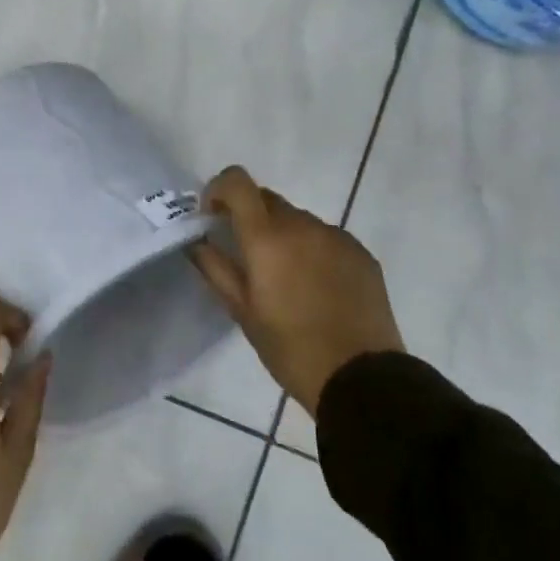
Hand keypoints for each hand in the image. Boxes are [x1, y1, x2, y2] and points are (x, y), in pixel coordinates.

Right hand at [192, 166, 403, 417]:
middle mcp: (302, 225)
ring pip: (298, 219)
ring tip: (286, 280)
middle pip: (267, 199)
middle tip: (247, 255)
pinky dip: (312, 250)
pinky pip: (326, 238)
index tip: (214, 216)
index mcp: (267, 237)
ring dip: (283, 235)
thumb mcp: (243, 312)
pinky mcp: (361, 252)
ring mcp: (336, 236)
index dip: (219, 189)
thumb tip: (197, 241)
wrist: (362, 378)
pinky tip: (317, 288)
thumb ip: (216, 268)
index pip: (237, 182)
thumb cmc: (291, 349)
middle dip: (250, 216)